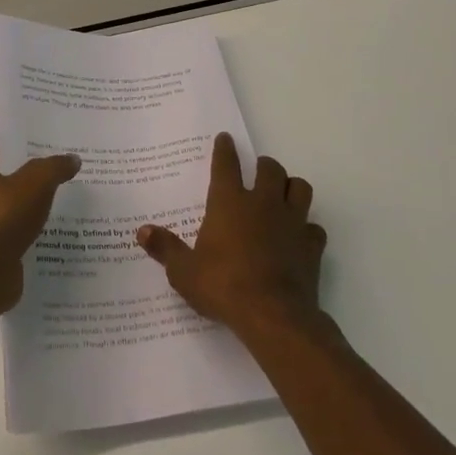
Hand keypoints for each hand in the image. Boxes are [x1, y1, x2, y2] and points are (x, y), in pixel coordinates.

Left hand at [0, 141, 80, 315]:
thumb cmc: (2, 218)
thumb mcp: (36, 184)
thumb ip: (54, 168)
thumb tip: (72, 159)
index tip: (20, 156)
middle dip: (11, 185)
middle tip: (42, 187)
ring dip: (14, 217)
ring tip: (45, 219)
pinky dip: (14, 244)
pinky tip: (38, 247)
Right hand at [137, 132, 325, 338]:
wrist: (273, 316)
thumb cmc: (222, 286)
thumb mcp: (184, 271)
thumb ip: (165, 248)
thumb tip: (142, 231)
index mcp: (229, 203)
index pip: (226, 165)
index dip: (225, 149)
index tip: (225, 138)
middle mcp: (263, 203)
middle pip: (270, 169)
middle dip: (263, 166)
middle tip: (257, 171)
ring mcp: (292, 222)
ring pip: (300, 188)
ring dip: (291, 187)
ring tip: (282, 195)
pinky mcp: (311, 246)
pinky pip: (313, 227)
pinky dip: (306, 228)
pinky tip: (298, 237)